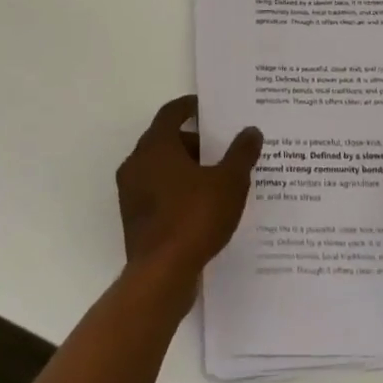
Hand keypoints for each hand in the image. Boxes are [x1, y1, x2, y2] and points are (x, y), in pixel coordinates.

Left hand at [117, 97, 261, 286]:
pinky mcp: (134, 219)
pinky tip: (201, 206)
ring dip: (185, 168)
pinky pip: (157, 193)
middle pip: (165, 140)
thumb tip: (251, 131)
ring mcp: (131, 193)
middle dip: (193, 142)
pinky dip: (177, 191)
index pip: (171, 113)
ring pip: (160, 168)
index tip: (206, 108)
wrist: (161, 275)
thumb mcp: (229, 182)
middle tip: (220, 148)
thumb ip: (241, 154)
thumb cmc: (194, 218)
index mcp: (155, 146)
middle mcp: (137, 163)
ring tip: (215, 178)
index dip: (189, 107)